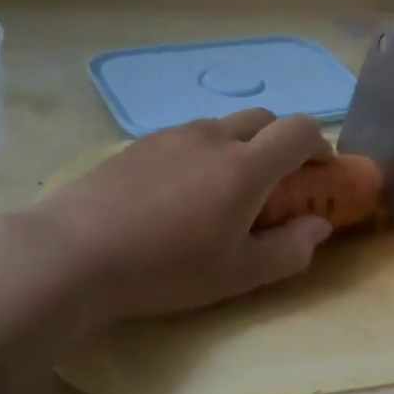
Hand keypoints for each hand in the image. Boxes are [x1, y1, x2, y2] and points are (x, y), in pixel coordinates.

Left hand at [27, 109, 334, 323]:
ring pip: (223, 127)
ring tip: (225, 193)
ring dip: (241, 148)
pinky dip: (204, 154)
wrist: (72, 254)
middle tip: (277, 185)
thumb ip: (291, 249)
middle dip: (282, 144)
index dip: (320, 146)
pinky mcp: (138, 144)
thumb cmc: (168, 268)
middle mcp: (213, 137)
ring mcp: (171, 136)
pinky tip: (181, 194)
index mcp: (246, 167)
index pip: (300, 130)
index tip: (321, 173)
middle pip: (264, 119)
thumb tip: (319, 226)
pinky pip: (187, 138)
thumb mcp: (241, 274)